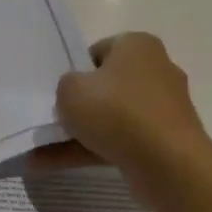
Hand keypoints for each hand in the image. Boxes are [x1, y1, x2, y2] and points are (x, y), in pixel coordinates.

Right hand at [36, 33, 211, 188]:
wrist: (168, 163)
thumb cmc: (116, 111)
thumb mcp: (70, 90)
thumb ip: (66, 86)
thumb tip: (77, 94)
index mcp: (138, 45)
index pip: (99, 51)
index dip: (75, 70)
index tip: (60, 91)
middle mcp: (156, 71)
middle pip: (107, 86)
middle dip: (80, 105)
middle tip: (53, 119)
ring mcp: (163, 109)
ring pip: (112, 118)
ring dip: (80, 134)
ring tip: (43, 152)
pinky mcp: (165, 141)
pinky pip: (121, 141)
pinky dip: (93, 151)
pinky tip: (58, 165)